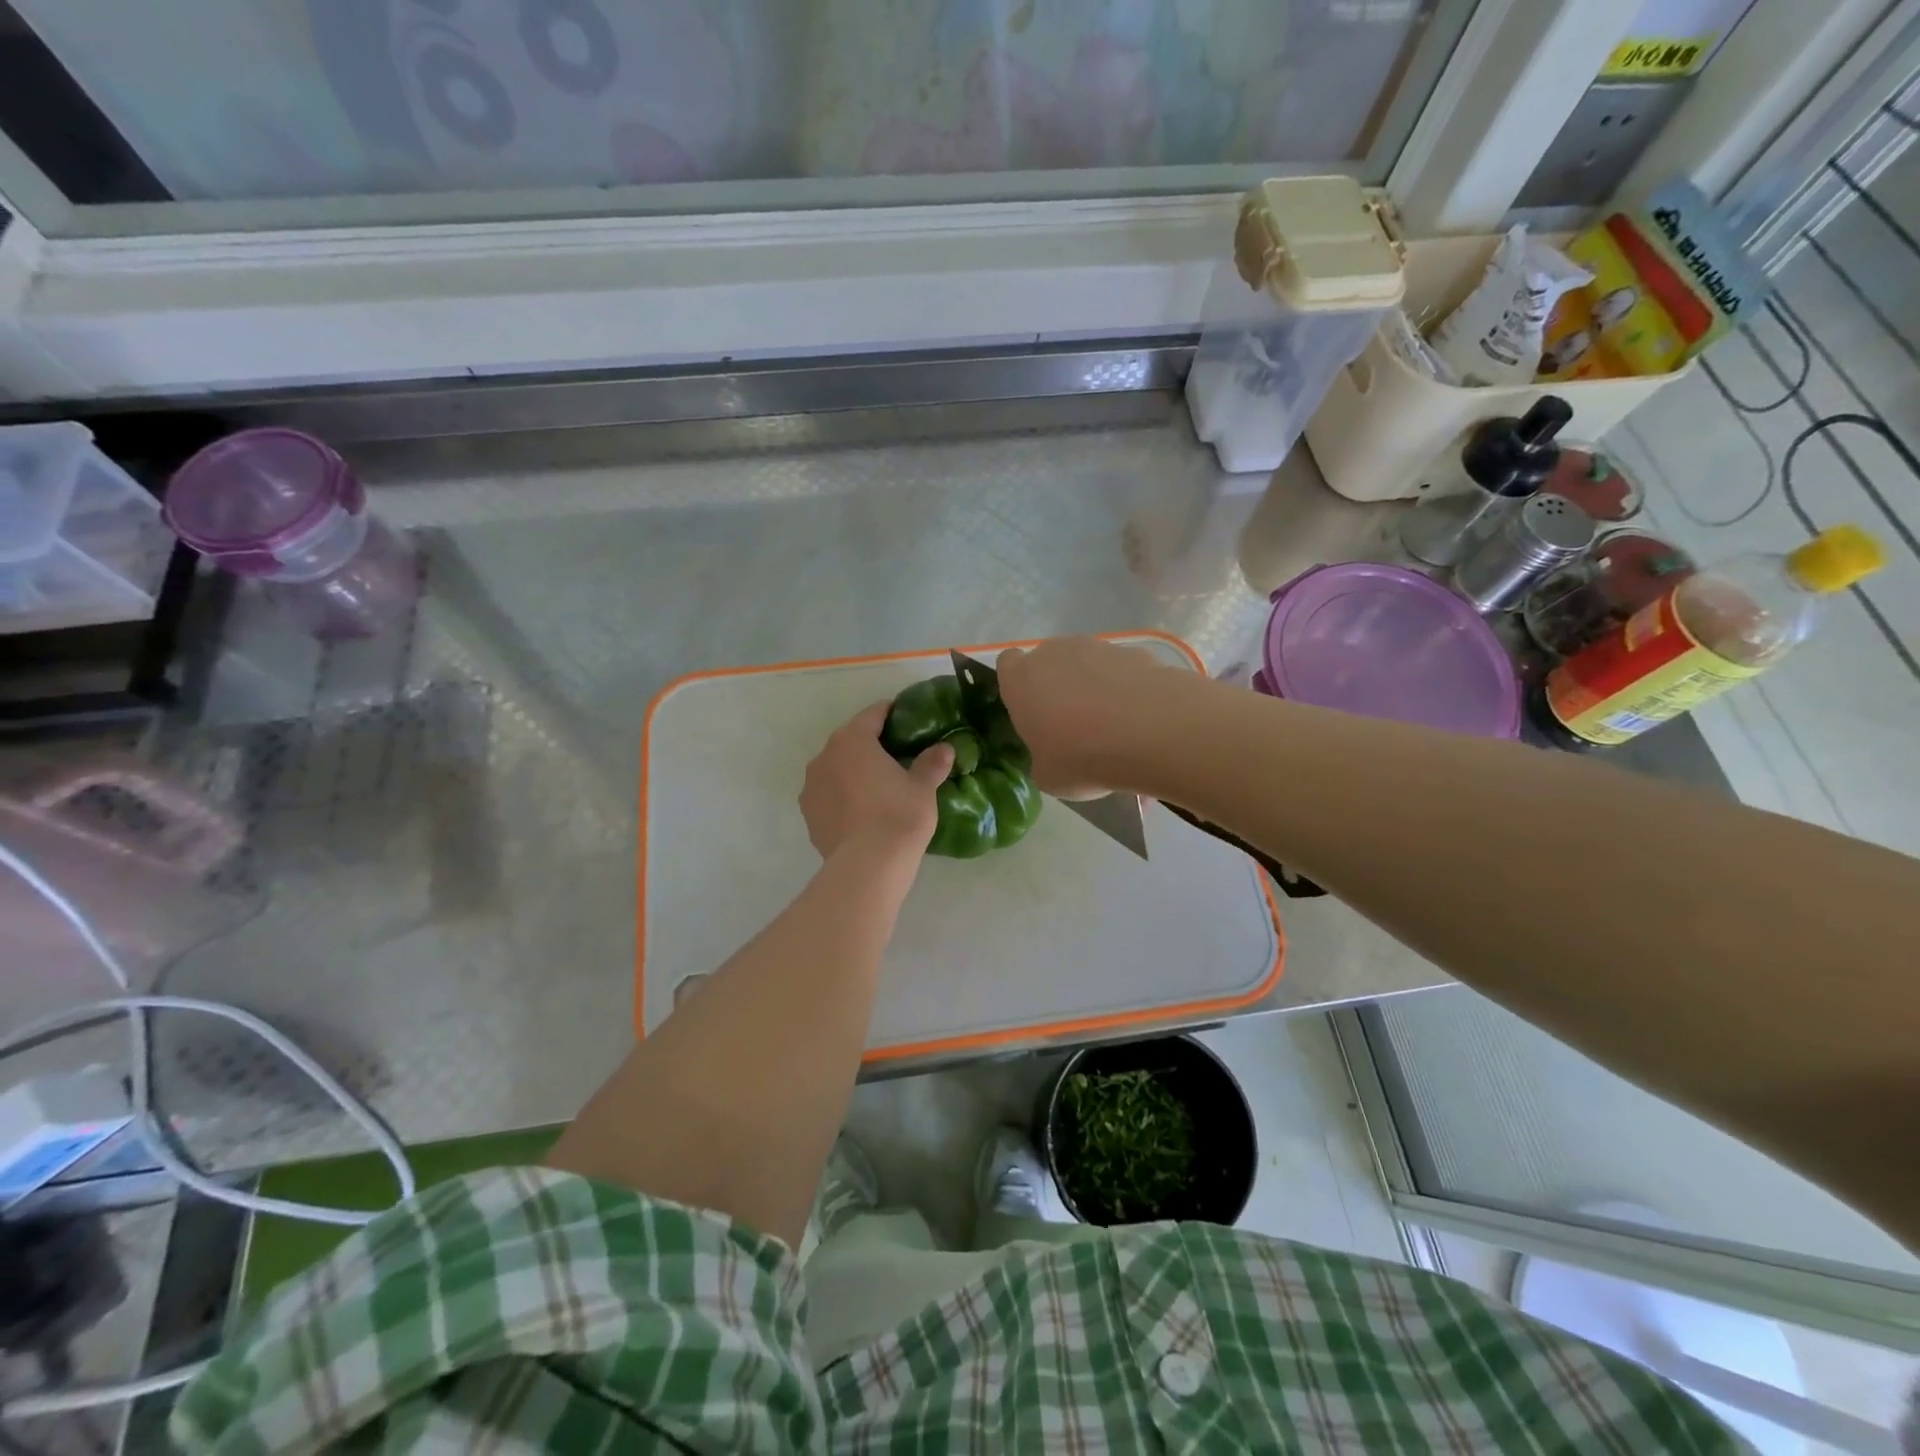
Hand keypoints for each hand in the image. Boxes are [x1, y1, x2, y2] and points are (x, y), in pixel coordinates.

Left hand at [801, 702, 953, 860]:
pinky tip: (861, 812)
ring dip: (853, 772)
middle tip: (897, 757)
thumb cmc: (899, 815)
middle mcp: (825, 755)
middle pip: (851, 741)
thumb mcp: (923, 787)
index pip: (874, 714)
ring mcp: (811, 786)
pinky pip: (828, 795)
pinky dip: (842, 796)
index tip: (907, 721)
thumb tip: (945, 748)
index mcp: (853, 739)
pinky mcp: (807, 814)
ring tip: (878, 788)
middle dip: (872, 745)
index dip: (892, 714)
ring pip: (836, 768)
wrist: (868, 865)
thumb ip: (932, 763)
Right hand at [996, 637, 1175, 798]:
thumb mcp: (1048, 776)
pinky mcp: (1135, 651)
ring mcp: (1097, 647)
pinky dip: (1127, 688)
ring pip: (1088, 663)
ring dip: (1094, 685)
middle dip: (1058, 685)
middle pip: (1049, 661)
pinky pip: (1122, 670)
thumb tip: (1053, 755)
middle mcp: (1054, 653)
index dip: (1018, 685)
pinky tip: (1142, 719)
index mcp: (1021, 680)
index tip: (1031, 710)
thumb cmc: (1081, 756)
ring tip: (1115, 725)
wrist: (1148, 732)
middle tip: (1073, 724)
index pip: (1008, 664)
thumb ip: (1042, 757)